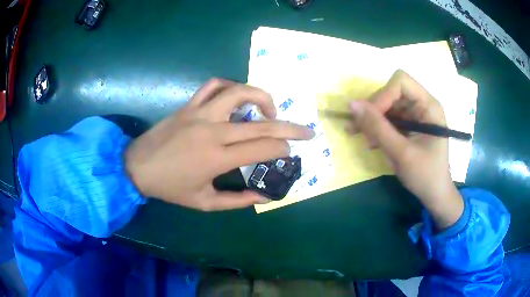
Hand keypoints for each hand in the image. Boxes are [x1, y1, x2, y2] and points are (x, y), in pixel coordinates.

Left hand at [125, 78, 313, 210]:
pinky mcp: (189, 106)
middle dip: (291, 127)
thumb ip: (238, 201)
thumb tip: (265, 196)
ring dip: (262, 97)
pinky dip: (230, 86)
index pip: (263, 147)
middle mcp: (213, 130)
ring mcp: (200, 113)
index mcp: (217, 158)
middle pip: (261, 123)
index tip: (291, 153)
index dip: (283, 149)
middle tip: (307, 131)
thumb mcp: (205, 203)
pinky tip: (236, 97)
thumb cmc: (170, 188)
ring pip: (239, 92)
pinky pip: (213, 86)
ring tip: (270, 111)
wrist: (137, 167)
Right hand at [348, 70, 463, 229]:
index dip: (383, 95)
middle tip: (356, 129)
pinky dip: (377, 128)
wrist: (434, 194)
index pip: (401, 82)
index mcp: (428, 106)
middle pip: (391, 93)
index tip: (370, 117)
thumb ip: (378, 127)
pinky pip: (388, 118)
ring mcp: (415, 115)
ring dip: (372, 120)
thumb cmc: (425, 175)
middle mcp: (422, 105)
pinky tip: (371, 141)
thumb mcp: (401, 153)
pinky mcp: (409, 125)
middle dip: (374, 110)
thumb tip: (352, 104)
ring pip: (387, 106)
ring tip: (359, 136)